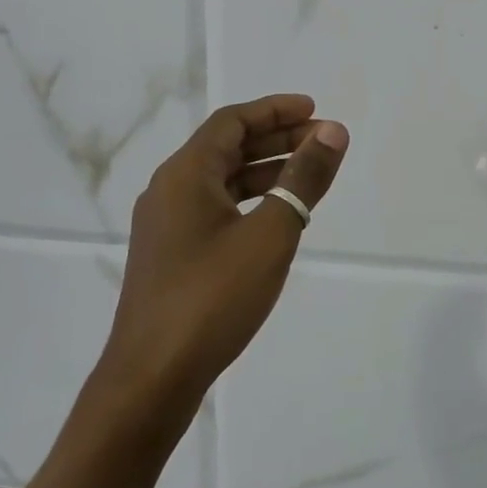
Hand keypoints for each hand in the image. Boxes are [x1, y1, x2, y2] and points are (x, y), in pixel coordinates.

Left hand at [98, 94, 348, 413]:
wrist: (152, 377)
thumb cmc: (213, 297)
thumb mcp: (270, 234)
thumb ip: (303, 179)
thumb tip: (333, 132)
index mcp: (185, 174)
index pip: (232, 121)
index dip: (275, 110)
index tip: (314, 110)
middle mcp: (169, 190)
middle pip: (227, 147)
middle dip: (277, 139)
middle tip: (323, 142)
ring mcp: (167, 225)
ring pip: (222, 180)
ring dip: (266, 170)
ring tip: (310, 176)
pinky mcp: (172, 255)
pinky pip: (216, 208)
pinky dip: (250, 200)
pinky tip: (278, 218)